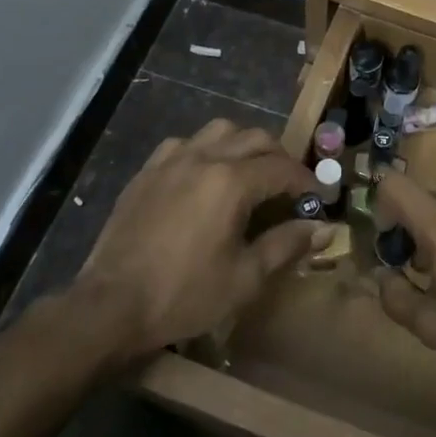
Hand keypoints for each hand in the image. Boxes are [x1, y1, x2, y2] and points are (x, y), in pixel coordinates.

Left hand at [69, 119, 325, 360]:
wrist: (111, 306)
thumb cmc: (184, 295)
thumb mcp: (245, 278)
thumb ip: (287, 245)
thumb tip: (324, 228)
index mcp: (232, 182)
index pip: (282, 169)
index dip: (306, 182)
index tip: (317, 199)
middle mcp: (205, 157)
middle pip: (256, 138)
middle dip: (280, 158)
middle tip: (289, 186)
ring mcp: (172, 159)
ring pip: (220, 130)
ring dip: (243, 144)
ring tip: (250, 172)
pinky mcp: (148, 170)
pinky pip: (185, 142)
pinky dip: (206, 149)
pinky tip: (204, 174)